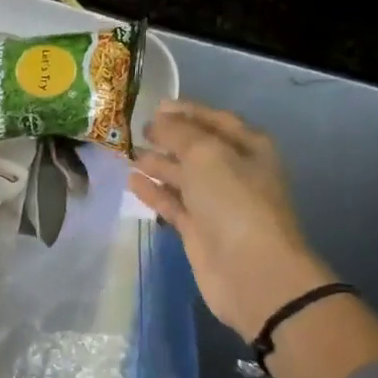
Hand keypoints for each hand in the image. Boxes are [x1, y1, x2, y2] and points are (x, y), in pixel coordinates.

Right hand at [129, 101, 334, 340]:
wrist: (251, 270)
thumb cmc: (234, 202)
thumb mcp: (206, 155)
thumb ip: (179, 133)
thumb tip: (159, 120)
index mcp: (248, 147)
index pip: (214, 120)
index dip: (186, 111)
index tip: (154, 106)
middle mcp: (233, 172)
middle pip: (197, 148)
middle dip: (169, 138)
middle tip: (136, 131)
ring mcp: (215, 203)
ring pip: (182, 176)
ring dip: (157, 164)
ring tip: (127, 153)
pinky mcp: (198, 229)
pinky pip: (172, 203)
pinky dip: (153, 192)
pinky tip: (131, 181)